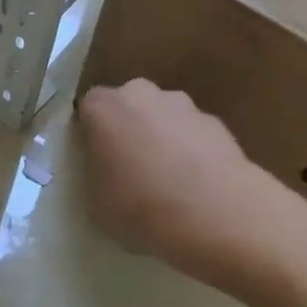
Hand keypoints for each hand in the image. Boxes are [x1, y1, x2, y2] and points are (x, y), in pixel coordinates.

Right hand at [79, 80, 268, 286]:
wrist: (217, 213)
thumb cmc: (143, 209)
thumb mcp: (97, 204)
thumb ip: (97, 175)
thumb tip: (108, 171)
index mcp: (104, 108)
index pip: (89, 108)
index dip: (92, 133)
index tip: (96, 160)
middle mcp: (141, 93)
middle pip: (128, 104)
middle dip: (129, 128)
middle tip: (130, 168)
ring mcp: (183, 104)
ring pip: (163, 116)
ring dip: (162, 138)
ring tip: (169, 181)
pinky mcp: (216, 121)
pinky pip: (193, 134)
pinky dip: (192, 151)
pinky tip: (197, 186)